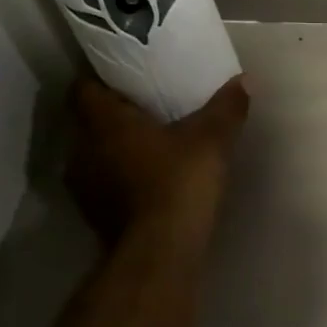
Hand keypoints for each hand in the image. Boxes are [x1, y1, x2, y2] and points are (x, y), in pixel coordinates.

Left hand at [67, 76, 249, 240]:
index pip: (83, 88)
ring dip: (114, 147)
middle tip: (146, 107)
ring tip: (148, 143)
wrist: (160, 250)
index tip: (126, 76)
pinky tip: (147, 178)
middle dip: (113, 114)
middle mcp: (82, 149)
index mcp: (103, 122)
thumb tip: (245, 79)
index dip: (101, 78)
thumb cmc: (178, 181)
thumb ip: (226, 108)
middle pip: (87, 120)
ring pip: (93, 153)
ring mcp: (83, 185)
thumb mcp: (212, 140)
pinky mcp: (93, 213)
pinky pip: (102, 181)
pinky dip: (119, 175)